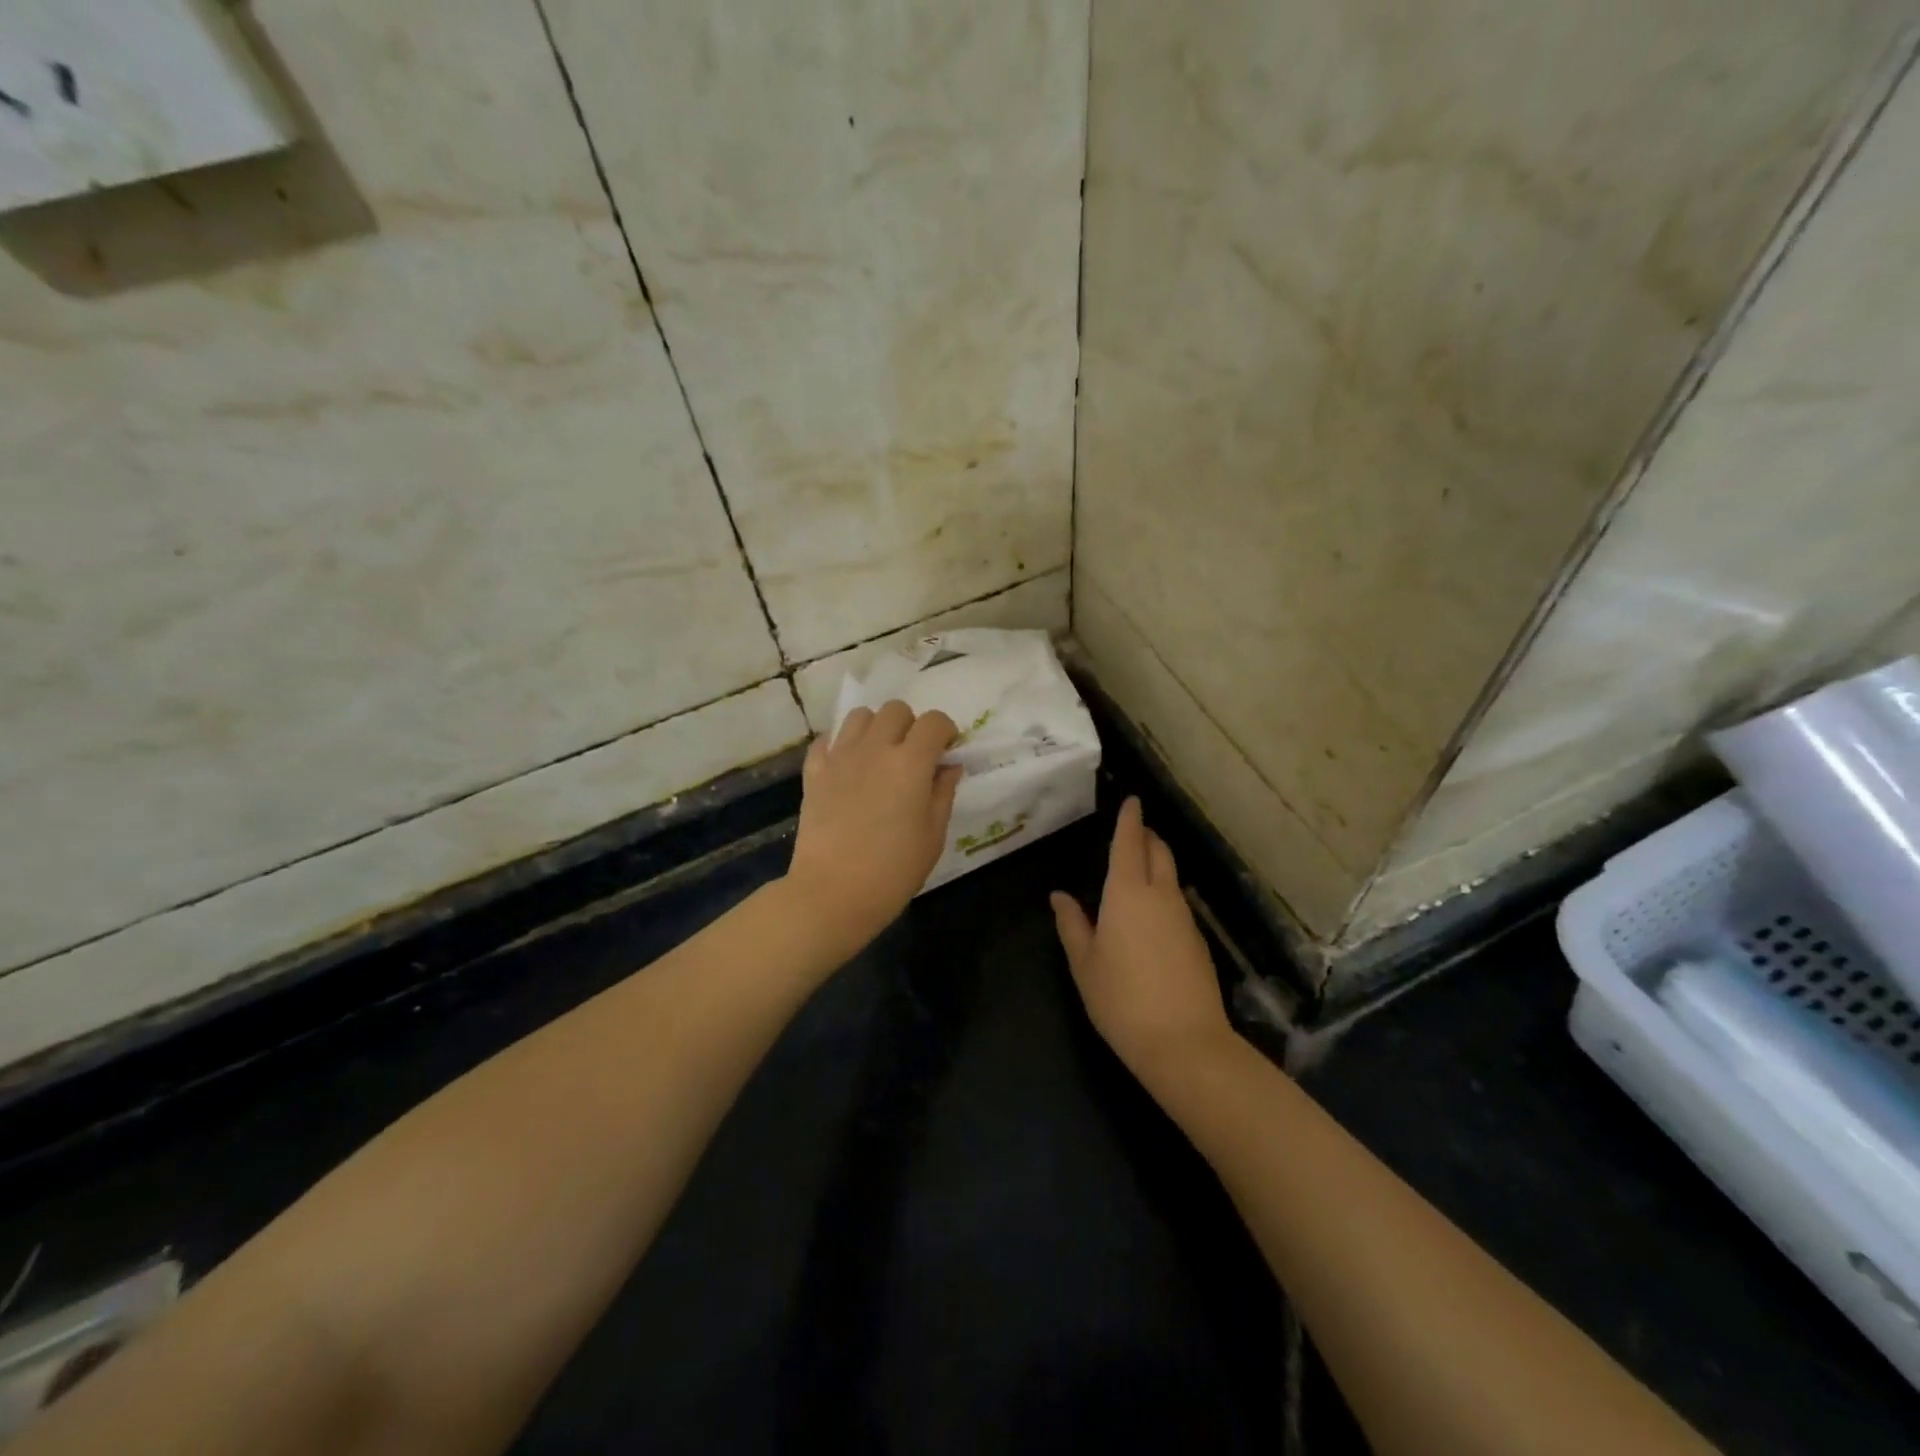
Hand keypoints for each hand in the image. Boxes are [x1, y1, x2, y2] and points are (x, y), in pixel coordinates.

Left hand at [787, 700, 961, 955]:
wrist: (832, 892)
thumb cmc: (893, 870)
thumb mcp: (933, 835)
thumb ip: (942, 793)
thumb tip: (948, 767)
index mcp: (910, 762)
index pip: (934, 722)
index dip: (945, 731)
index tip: (947, 751)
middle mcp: (875, 748)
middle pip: (896, 710)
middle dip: (911, 725)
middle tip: (913, 755)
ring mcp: (840, 757)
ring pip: (860, 716)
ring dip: (876, 728)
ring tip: (879, 755)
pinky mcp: (814, 771)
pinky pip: (827, 740)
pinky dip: (841, 744)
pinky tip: (848, 766)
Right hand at [1051, 797, 1234, 1077]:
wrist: (1185, 1044)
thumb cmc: (1121, 1000)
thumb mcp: (1084, 963)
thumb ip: (1072, 924)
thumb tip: (1060, 896)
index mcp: (1127, 893)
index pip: (1129, 842)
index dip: (1130, 819)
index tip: (1132, 800)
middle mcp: (1160, 895)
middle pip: (1158, 851)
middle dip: (1146, 835)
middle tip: (1132, 831)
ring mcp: (1184, 917)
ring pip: (1170, 876)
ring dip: (1156, 863)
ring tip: (1135, 869)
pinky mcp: (1197, 940)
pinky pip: (1177, 902)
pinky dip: (1163, 892)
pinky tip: (1150, 914)